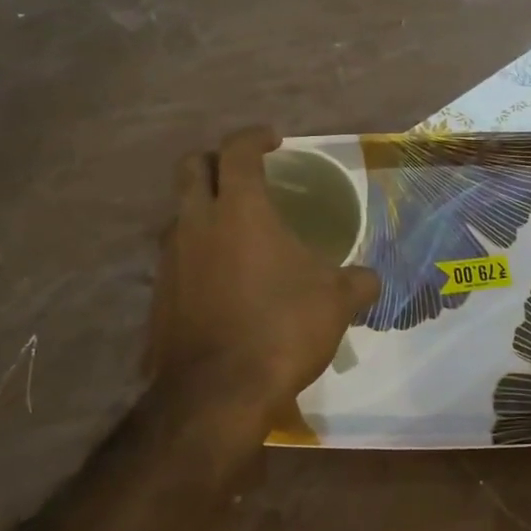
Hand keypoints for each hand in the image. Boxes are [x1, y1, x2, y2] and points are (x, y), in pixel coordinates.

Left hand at [147, 128, 380, 418]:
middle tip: (244, 173)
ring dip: (203, 208)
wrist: (218, 393)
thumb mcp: (336, 302)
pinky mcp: (159, 295)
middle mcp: (197, 224)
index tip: (274, 140)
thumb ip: (357, 281)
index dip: (255, 136)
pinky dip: (197, 252)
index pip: (237, 150)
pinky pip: (176, 256)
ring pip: (178, 213)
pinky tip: (223, 278)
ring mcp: (170, 260)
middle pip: (191, 167)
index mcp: (240, 210)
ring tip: (235, 229)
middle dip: (216, 160)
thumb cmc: (282, 329)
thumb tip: (371, 279)